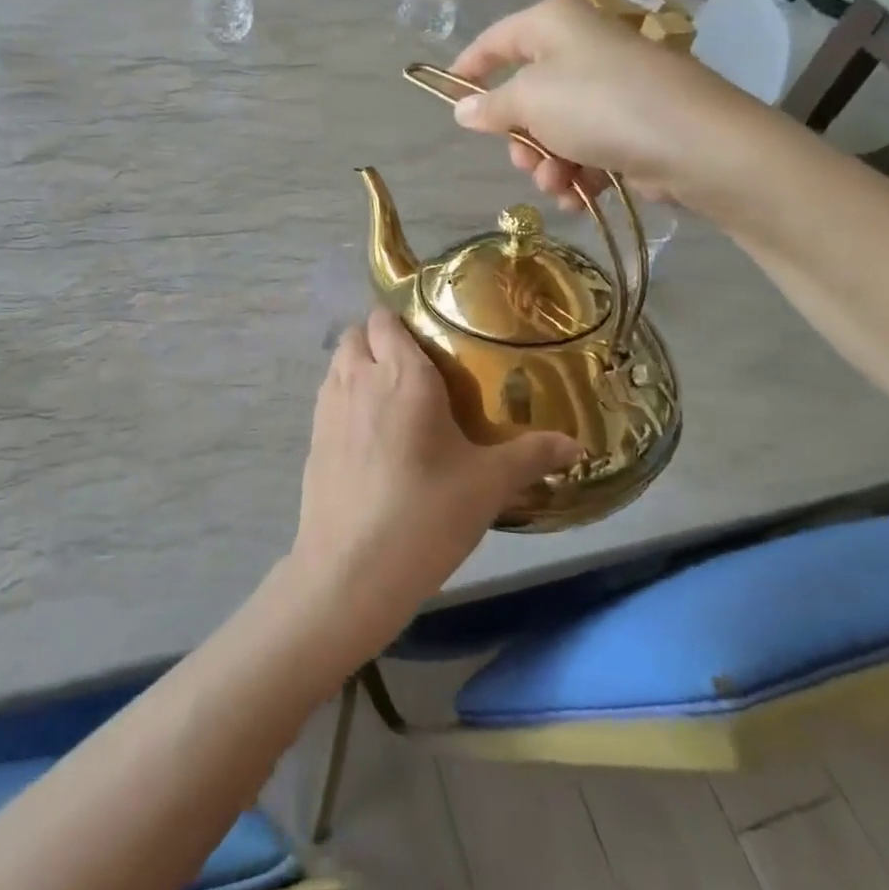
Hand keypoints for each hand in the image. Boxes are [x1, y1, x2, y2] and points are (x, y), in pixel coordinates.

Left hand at [285, 309, 580, 663]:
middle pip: (358, 334)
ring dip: (359, 366)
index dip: (404, 322)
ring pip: (338, 364)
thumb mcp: (488, 485)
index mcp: (402, 375)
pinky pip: (328, 397)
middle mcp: (358, 379)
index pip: (387, 319)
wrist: (352, 570)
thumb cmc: (426, 514)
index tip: (433, 339)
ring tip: (393, 399)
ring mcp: (327, 408)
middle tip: (416, 370)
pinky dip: (345, 399)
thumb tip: (576, 445)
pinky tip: (370, 436)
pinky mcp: (312, 439)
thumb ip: (532, 456)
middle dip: (381, 340)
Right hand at [447, 0, 780, 214]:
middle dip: (519, 137)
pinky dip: (577, 174)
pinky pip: (585, 147)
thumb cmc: (600, 106)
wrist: (693, 143)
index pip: (496, 39)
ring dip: (547, 164)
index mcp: (554, 25)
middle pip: (526, 93)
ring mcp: (610, 87)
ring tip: (558, 184)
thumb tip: (462, 109)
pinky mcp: (631, 124)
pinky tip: (578, 196)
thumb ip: (490, 107)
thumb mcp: (530, 101)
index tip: (447, 97)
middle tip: (524, 160)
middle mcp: (582, 48)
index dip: (468, 67)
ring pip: (554, 128)